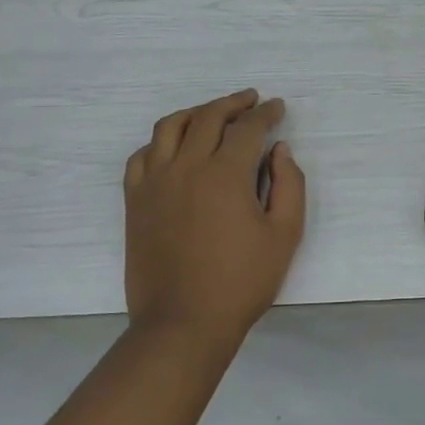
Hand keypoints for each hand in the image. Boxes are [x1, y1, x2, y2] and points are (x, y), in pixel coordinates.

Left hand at [123, 89, 305, 354]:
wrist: (183, 323)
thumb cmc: (241, 282)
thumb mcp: (285, 235)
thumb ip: (289, 185)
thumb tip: (279, 151)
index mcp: (226, 174)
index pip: (248, 128)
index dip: (266, 114)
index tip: (277, 108)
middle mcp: (187, 167)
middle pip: (208, 116)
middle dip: (234, 103)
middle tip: (251, 101)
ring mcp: (155, 182)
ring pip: (170, 127)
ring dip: (196, 112)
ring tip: (212, 113)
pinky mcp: (135, 201)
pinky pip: (141, 156)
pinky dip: (160, 142)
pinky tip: (173, 147)